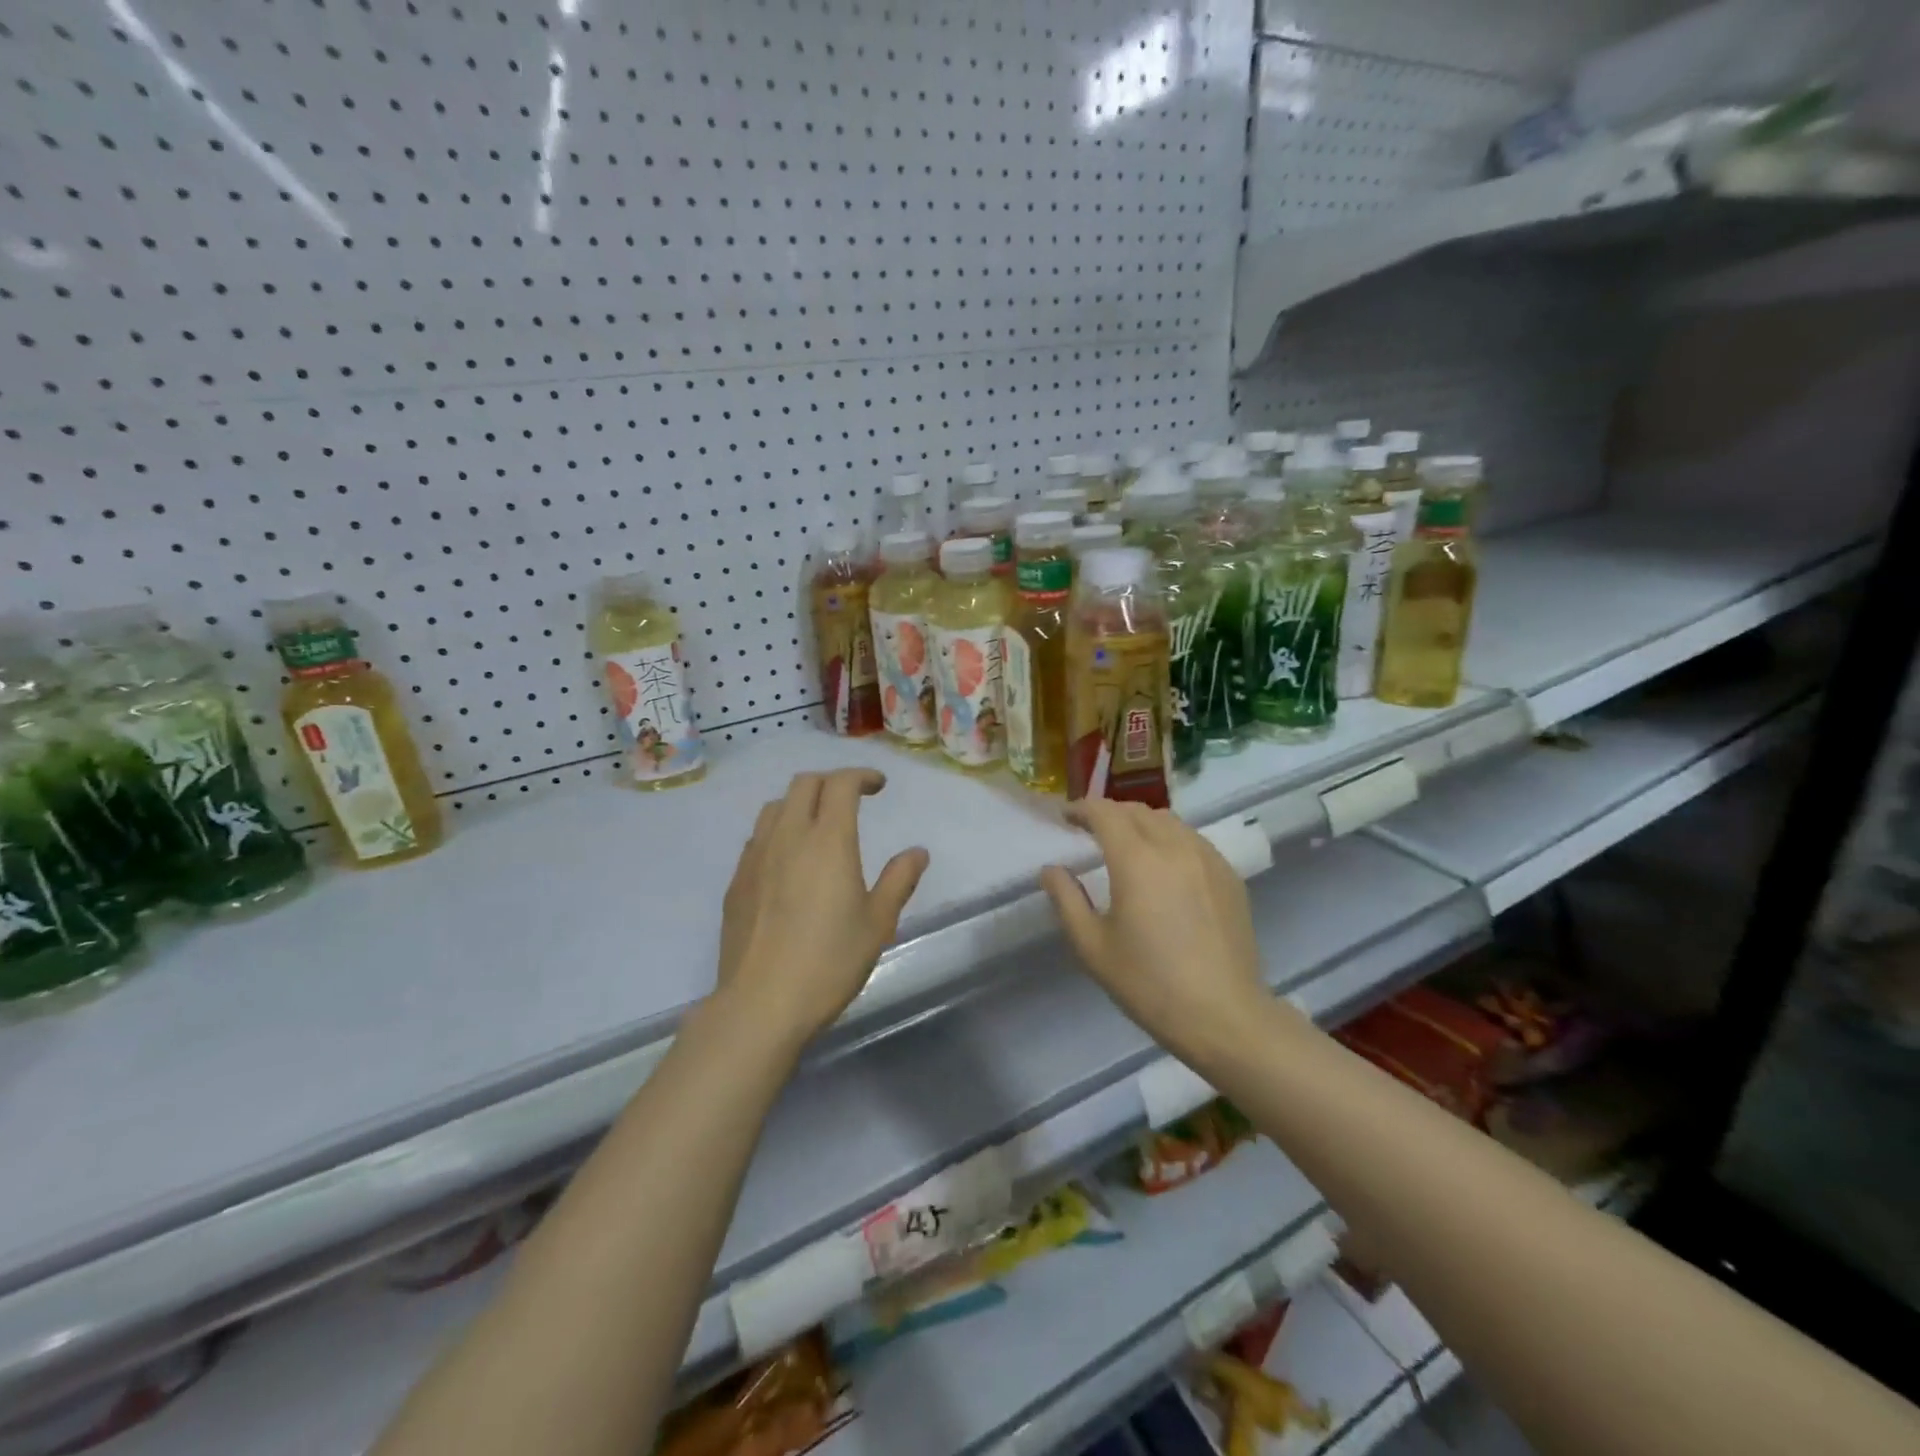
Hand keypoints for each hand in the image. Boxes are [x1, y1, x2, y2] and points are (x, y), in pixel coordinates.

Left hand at [715, 768, 929, 1046]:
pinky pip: (758, 837)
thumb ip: (898, 880)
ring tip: (818, 825)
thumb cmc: (829, 962)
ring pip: (776, 807)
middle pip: (804, 784)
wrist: (761, 1003)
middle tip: (852, 800)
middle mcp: (788, 837)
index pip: (841, 784)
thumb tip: (916, 852)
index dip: (861, 776)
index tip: (878, 786)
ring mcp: (756, 857)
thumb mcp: (877, 923)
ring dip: (801, 803)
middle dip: (831, 782)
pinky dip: (779, 831)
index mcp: (828, 841)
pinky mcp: (737, 881)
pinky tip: (789, 861)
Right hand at [1040, 800, 1265, 1054]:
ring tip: (1129, 844)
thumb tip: (1051, 870)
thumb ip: (1067, 900)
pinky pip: (1194, 841)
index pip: (1105, 813)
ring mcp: (1208, 858)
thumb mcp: (1092, 947)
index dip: (1082, 809)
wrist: (1224, 1015)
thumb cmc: (1149, 983)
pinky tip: (1166, 867)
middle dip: (1111, 813)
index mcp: (1137, 860)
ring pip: (1170, 821)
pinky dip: (1171, 839)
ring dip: (1142, 823)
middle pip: (1138, 811)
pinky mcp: (1229, 876)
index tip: (1067, 817)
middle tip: (1092, 831)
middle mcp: (1174, 847)